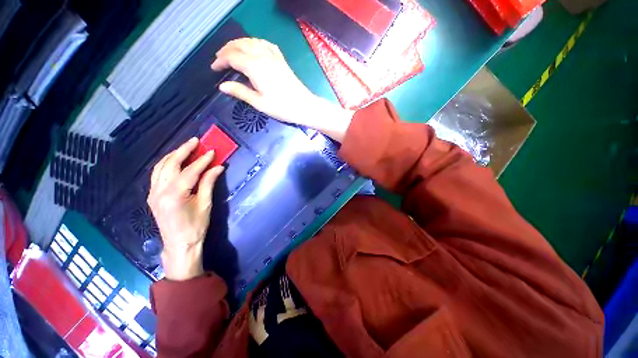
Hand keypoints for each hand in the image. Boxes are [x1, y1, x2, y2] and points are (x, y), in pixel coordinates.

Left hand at [147, 138, 224, 280]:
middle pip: (170, 164)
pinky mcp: (153, 195)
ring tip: (186, 147)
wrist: (179, 244)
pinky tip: (175, 161)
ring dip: (173, 155)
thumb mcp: (205, 204)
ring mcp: (153, 192)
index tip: (213, 151)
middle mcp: (160, 191)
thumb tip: (218, 167)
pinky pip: (157, 174)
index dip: (203, 160)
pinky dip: (166, 164)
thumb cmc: (196, 226)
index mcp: (174, 194)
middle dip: (184, 150)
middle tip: (196, 141)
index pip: (190, 171)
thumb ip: (209, 183)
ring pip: (160, 167)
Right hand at [211, 38, 353, 141]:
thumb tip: (222, 86)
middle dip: (226, 50)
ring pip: (252, 41)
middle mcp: (262, 56)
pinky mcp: (281, 60)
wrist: (304, 106)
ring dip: (239, 44)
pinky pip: (265, 44)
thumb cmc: (282, 107)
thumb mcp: (259, 103)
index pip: (232, 57)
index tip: (214, 68)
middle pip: (240, 45)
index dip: (221, 61)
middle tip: (219, 59)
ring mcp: (273, 56)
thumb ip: (240, 92)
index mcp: (254, 66)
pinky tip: (253, 48)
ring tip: (232, 52)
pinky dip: (255, 43)